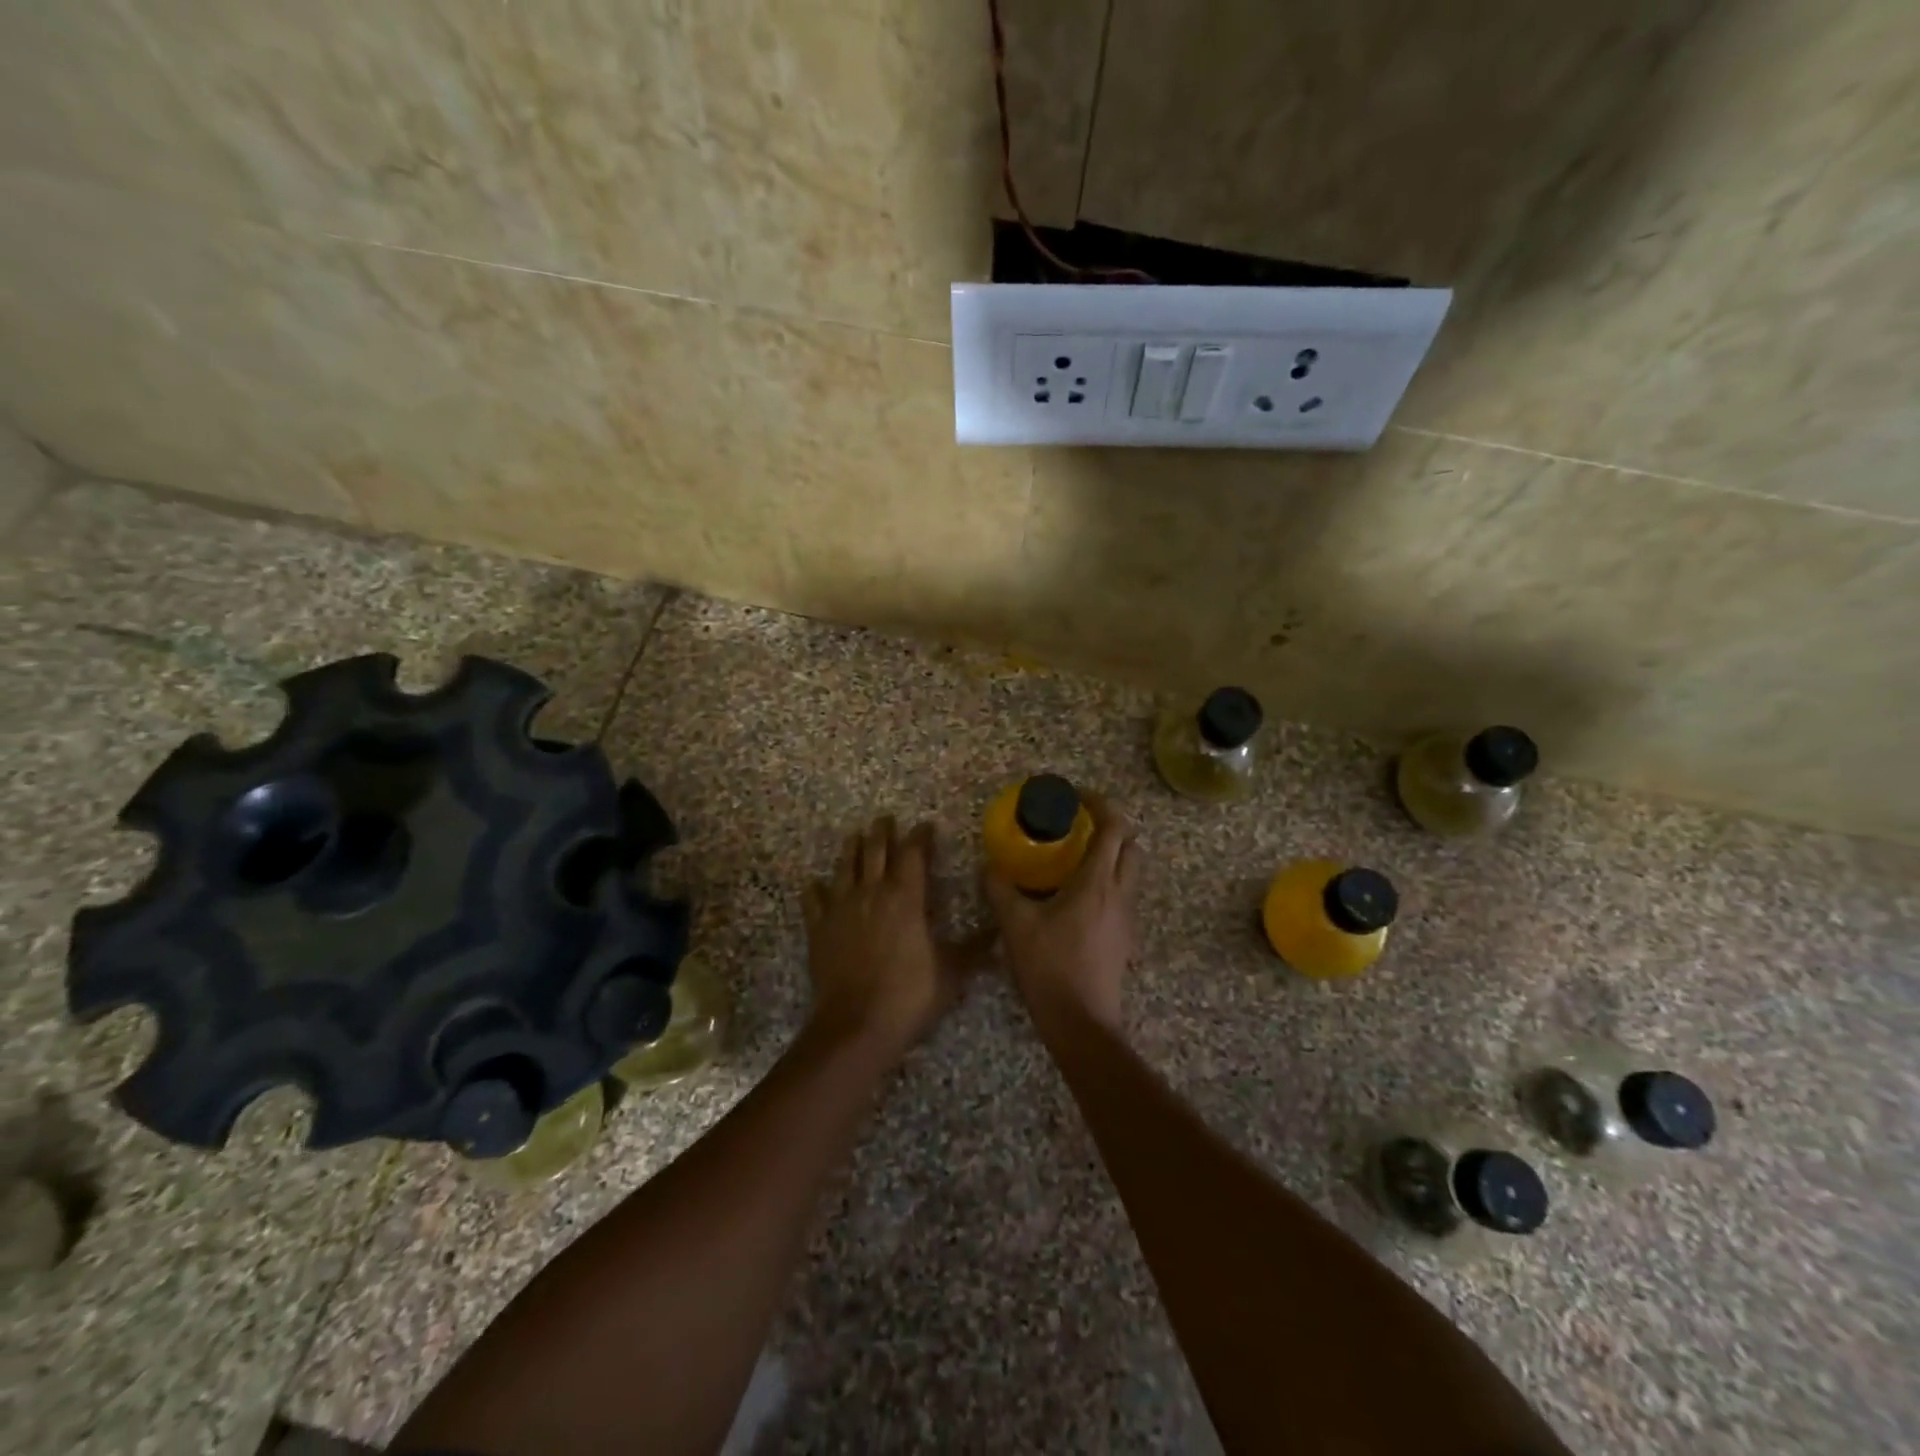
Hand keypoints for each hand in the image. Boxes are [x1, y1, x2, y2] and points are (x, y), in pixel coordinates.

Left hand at [804, 816, 980, 1060]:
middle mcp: (871, 893)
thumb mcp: (951, 973)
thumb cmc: (909, 995)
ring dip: (851, 849)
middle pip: (875, 851)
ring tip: (855, 837)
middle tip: (885, 819)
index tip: (926, 826)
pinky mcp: (819, 928)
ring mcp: (841, 908)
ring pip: (844, 867)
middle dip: (882, 832)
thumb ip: (973, 949)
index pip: (913, 854)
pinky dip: (815, 889)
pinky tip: (815, 884)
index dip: (920, 837)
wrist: (856, 1025)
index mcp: (905, 897)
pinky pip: (814, 900)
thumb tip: (999, 933)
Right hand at [985, 795, 1138, 1031]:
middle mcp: (1120, 894)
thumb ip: (1000, 889)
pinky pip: (1121, 895)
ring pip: (1129, 872)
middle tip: (1077, 826)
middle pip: (1130, 846)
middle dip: (1109, 828)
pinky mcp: (1124, 939)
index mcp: (1098, 883)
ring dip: (1109, 855)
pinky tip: (1074, 897)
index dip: (1100, 804)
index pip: (1113, 828)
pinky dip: (1105, 882)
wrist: (1082, 1024)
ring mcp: (1126, 918)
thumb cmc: (1050, 968)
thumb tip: (989, 866)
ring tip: (1072, 859)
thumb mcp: (1015, 925)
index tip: (1076, 797)